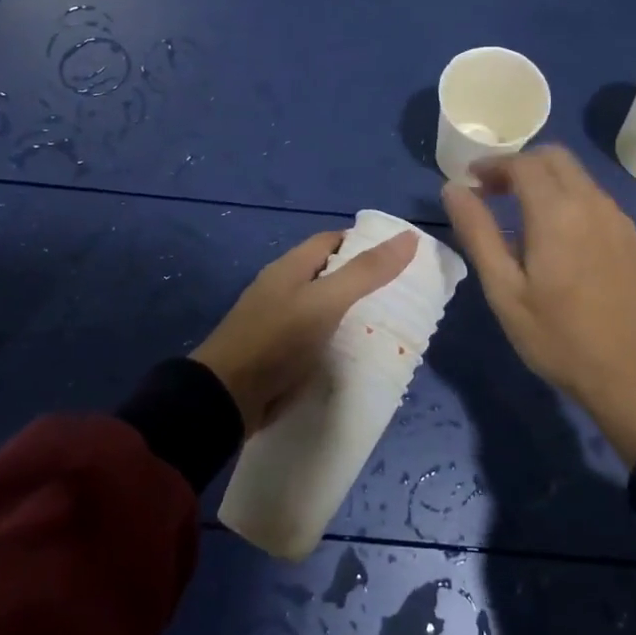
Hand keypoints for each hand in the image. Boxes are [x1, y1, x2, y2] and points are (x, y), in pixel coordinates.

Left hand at [191, 228, 419, 433]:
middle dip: (362, 278)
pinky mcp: (279, 352)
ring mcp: (279, 321)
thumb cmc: (277, 340)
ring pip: (323, 306)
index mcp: (290, 267)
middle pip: (328, 272)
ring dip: (352, 309)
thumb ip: (366, 272)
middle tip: (402, 290)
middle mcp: (283, 288)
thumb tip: (408, 237)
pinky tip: (359, 349)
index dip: (363, 242)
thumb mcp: (326, 301)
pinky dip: (338, 336)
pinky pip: (316, 335)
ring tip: (391, 319)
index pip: (331, 240)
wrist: (226, 397)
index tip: (398, 253)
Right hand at [441, 145, 635, 466]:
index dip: (492, 165)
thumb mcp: (504, 290)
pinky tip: (556, 237)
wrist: (632, 375)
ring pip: (577, 177)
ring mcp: (618, 219)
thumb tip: (452, 188)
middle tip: (491, 192)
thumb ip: (477, 232)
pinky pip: (594, 199)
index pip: (522, 163)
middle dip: (519, 165)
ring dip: (544, 181)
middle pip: (554, 157)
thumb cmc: (557, 337)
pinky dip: (568, 199)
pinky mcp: (632, 237)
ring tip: (518, 215)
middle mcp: (592, 203)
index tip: (470, 181)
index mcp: (557, 212)